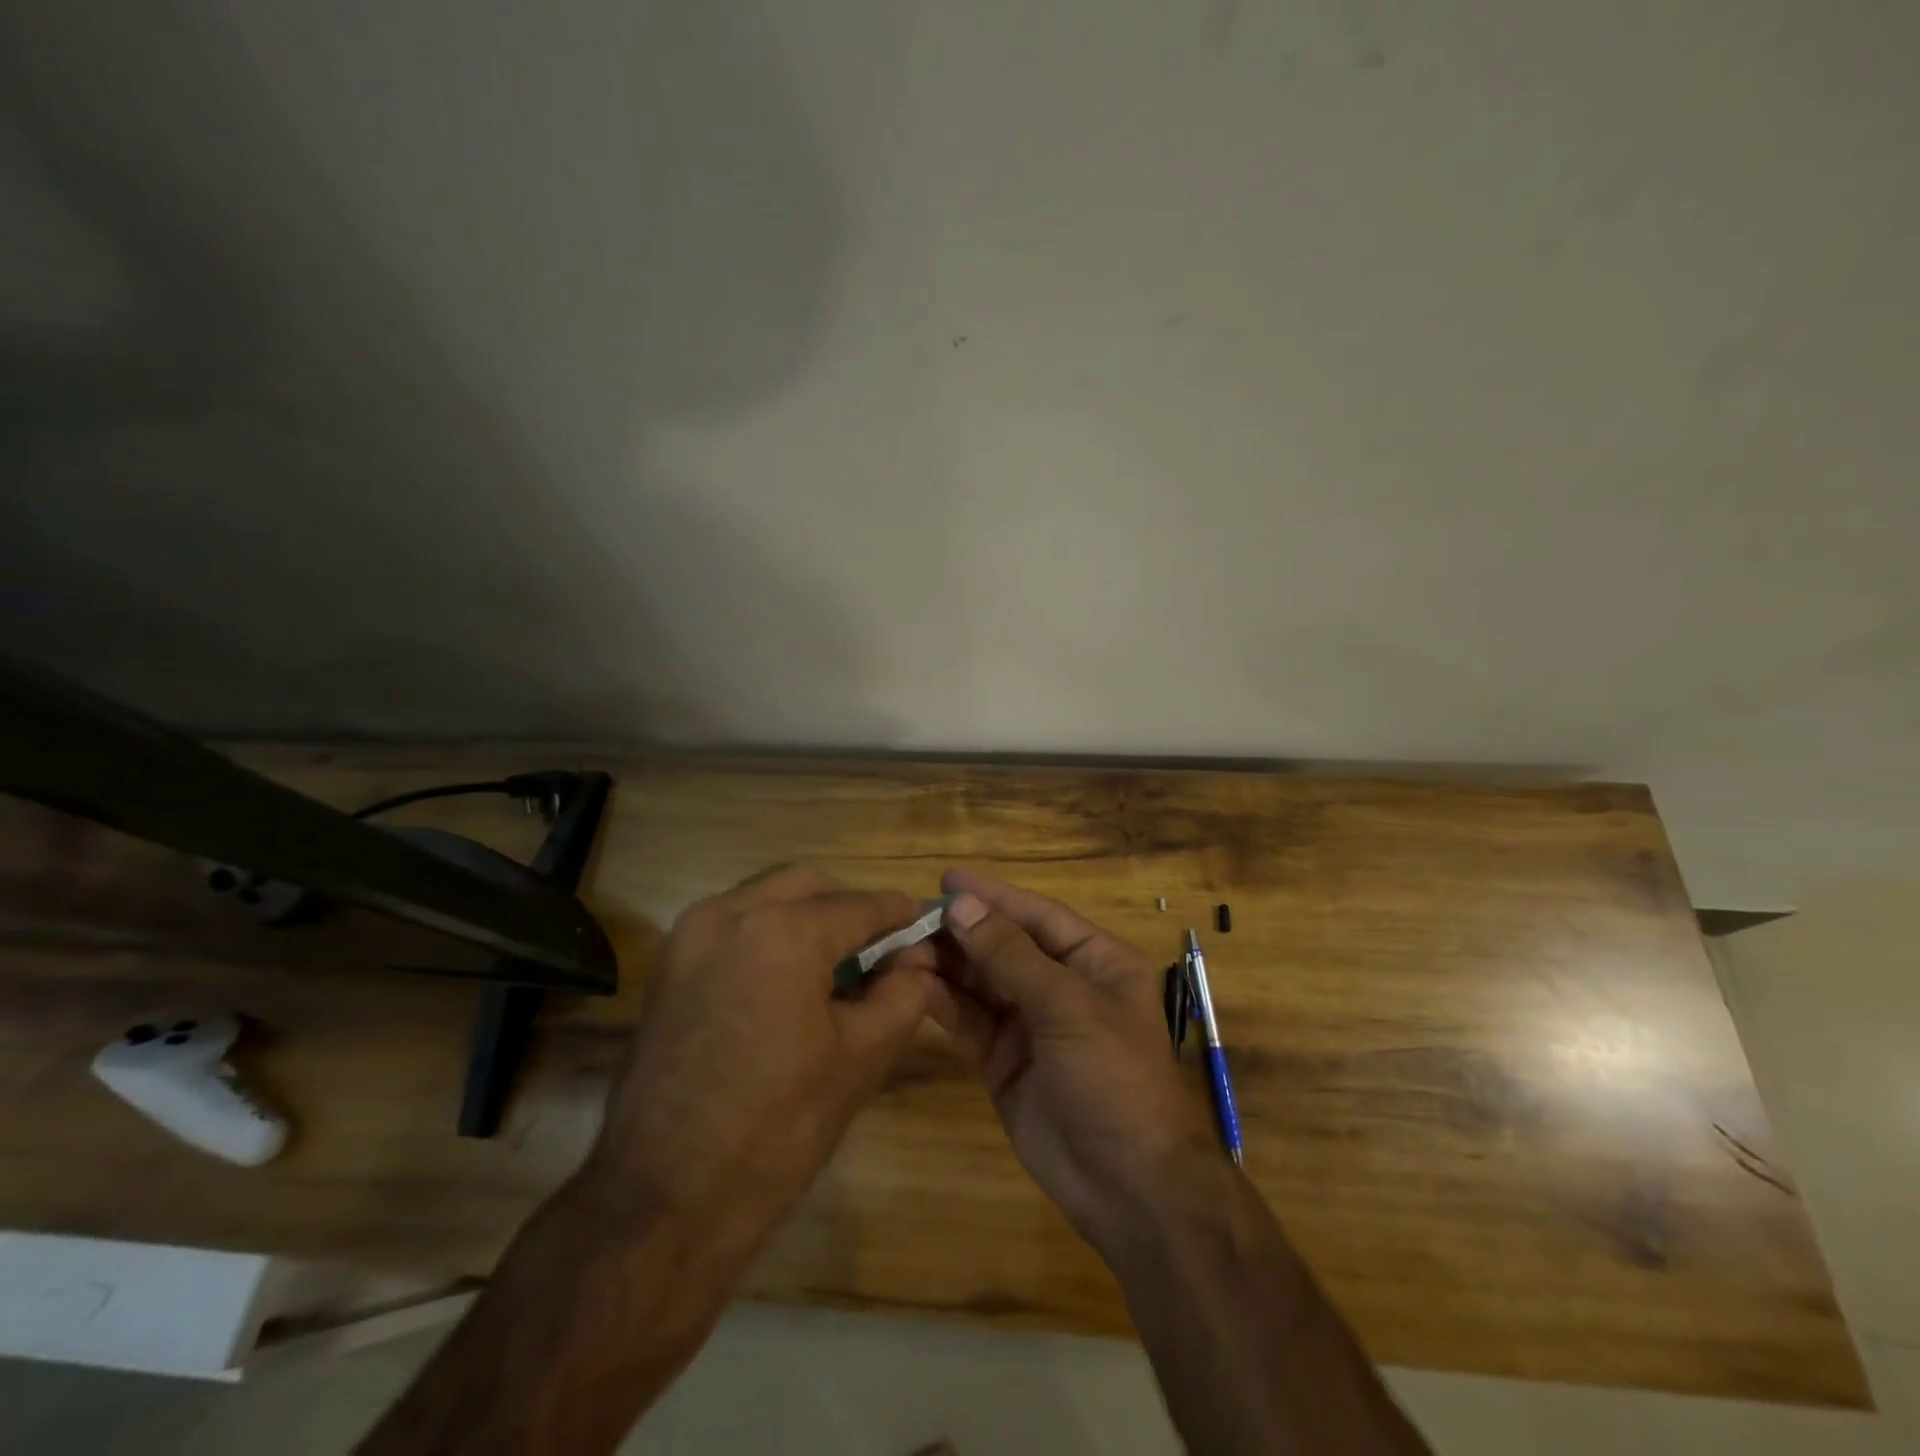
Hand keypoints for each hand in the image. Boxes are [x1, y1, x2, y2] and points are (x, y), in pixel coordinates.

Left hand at [578, 865, 944, 1259]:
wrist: (662, 1202)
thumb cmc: (776, 1129)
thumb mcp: (860, 1058)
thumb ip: (903, 994)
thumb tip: (918, 960)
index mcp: (782, 931)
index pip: (858, 905)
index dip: (898, 914)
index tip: (923, 924)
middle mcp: (730, 913)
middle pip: (807, 886)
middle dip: (848, 908)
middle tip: (880, 948)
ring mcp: (689, 937)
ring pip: (764, 898)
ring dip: (805, 916)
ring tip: (836, 965)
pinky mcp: (668, 966)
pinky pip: (732, 926)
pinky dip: (768, 934)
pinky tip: (788, 981)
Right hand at [933, 869, 1219, 1253]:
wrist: (1129, 1188)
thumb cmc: (1113, 1078)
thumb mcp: (1067, 1007)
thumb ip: (1010, 956)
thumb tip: (960, 906)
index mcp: (1095, 962)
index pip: (1037, 916)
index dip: (993, 896)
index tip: (947, 879)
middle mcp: (1062, 986)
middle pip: (1003, 946)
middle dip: (961, 933)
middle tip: (910, 919)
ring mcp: (1031, 1025)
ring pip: (981, 983)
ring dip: (945, 966)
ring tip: (901, 950)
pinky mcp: (1004, 1061)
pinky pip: (970, 1021)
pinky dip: (943, 1004)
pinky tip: (913, 987)